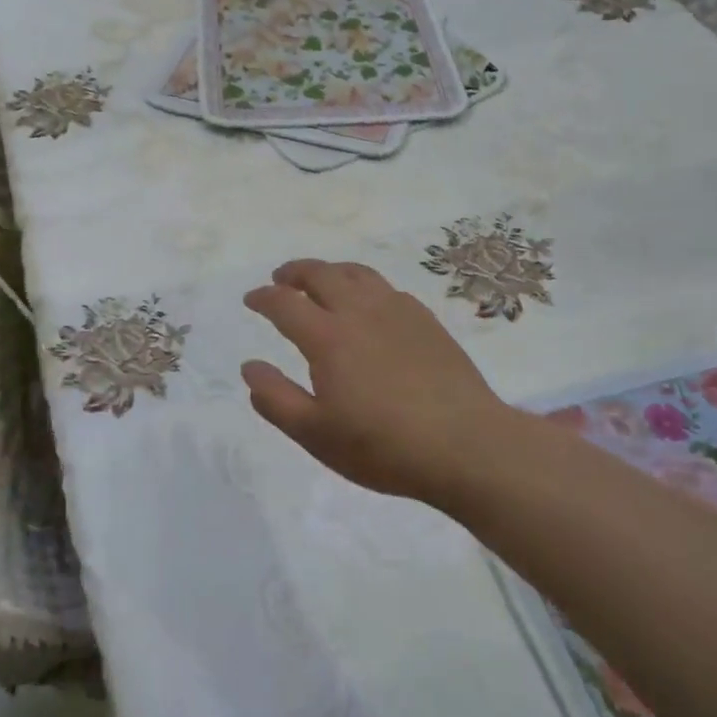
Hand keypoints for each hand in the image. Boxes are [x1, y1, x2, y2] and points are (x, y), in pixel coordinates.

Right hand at [242, 260, 513, 510]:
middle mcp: (359, 312)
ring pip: (357, 274)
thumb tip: (249, 367)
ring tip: (321, 281)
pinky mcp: (426, 321)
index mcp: (328, 337)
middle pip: (321, 274)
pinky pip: (386, 288)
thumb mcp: (316, 434)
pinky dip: (364, 286)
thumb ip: (276, 399)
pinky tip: (368, 305)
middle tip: (281, 278)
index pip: (285, 303)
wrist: (466, 445)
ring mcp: (397, 312)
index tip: (251, 299)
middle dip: (294, 272)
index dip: (263, 298)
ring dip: (330, 271)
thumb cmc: (383, 445)